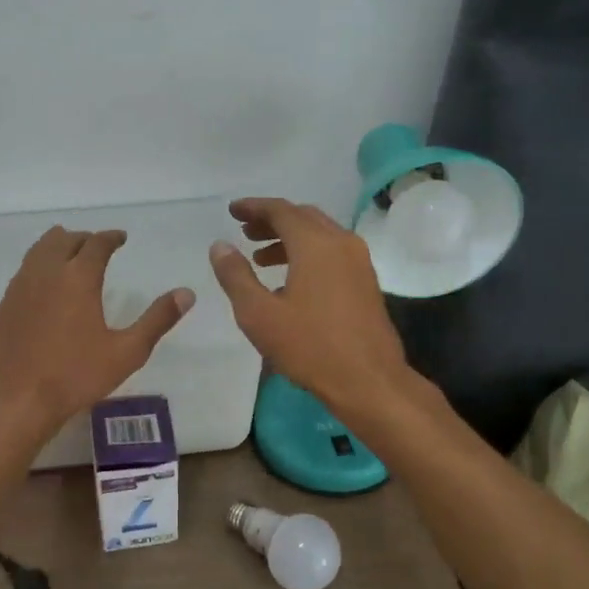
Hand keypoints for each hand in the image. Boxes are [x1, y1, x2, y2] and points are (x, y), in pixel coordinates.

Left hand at [0, 227, 194, 445]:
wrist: (18, 400)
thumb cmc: (76, 376)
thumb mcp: (127, 352)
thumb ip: (157, 319)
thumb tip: (187, 293)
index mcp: (79, 278)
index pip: (96, 243)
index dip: (111, 237)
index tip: (121, 238)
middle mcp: (47, 272)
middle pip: (64, 239)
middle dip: (84, 238)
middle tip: (98, 247)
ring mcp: (21, 287)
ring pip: (39, 250)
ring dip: (58, 246)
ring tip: (71, 256)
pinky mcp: (5, 304)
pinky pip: (24, 271)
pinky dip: (40, 266)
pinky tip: (46, 285)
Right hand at [209, 198, 410, 418]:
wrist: (368, 380)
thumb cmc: (309, 346)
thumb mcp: (259, 313)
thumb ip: (236, 275)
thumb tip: (220, 245)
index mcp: (315, 244)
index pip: (281, 210)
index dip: (253, 207)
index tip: (232, 211)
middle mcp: (341, 243)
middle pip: (302, 217)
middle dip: (272, 220)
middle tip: (245, 232)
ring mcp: (359, 262)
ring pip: (319, 235)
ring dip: (289, 239)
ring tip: (260, 258)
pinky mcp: (366, 282)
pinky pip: (332, 252)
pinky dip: (307, 253)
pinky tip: (288, 281)